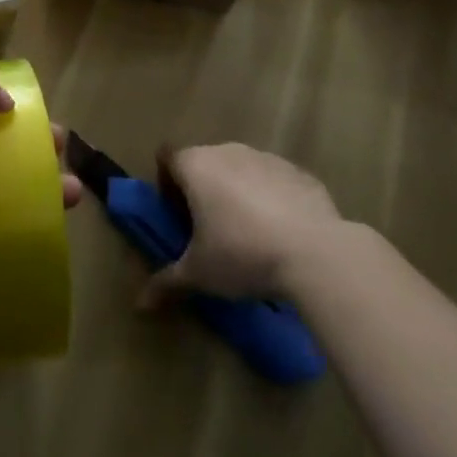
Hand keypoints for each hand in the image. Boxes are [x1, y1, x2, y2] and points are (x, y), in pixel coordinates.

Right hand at [140, 144, 342, 306]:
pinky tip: (285, 235)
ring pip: (241, 170)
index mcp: (195, 165)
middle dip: (204, 191)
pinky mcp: (298, 172)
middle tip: (212, 231)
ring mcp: (265, 157)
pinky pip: (275, 181)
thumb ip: (168, 282)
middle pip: (204, 162)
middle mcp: (226, 151)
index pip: (167, 158)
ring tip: (252, 236)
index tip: (179, 215)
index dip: (167, 183)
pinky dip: (274, 200)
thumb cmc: (242, 254)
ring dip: (239, 193)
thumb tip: (140, 306)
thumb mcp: (200, 274)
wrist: (316, 253)